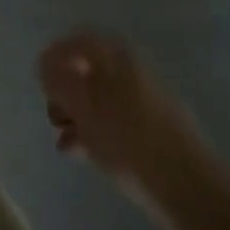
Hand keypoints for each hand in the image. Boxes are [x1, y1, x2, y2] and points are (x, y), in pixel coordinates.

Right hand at [37, 34, 178, 178]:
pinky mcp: (156, 129)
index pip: (75, 41)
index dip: (53, 56)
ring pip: (102, 98)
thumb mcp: (82, 107)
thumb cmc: (126, 137)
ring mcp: (146, 98)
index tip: (40, 80)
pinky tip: (84, 152)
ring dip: (79, 115)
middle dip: (65, 92)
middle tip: (52, 113)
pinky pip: (118, 120)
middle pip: (88, 70)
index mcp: (113, 53)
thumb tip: (43, 64)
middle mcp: (130, 67)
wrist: (190, 188)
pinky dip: (98, 131)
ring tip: (65, 138)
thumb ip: (57, 81)